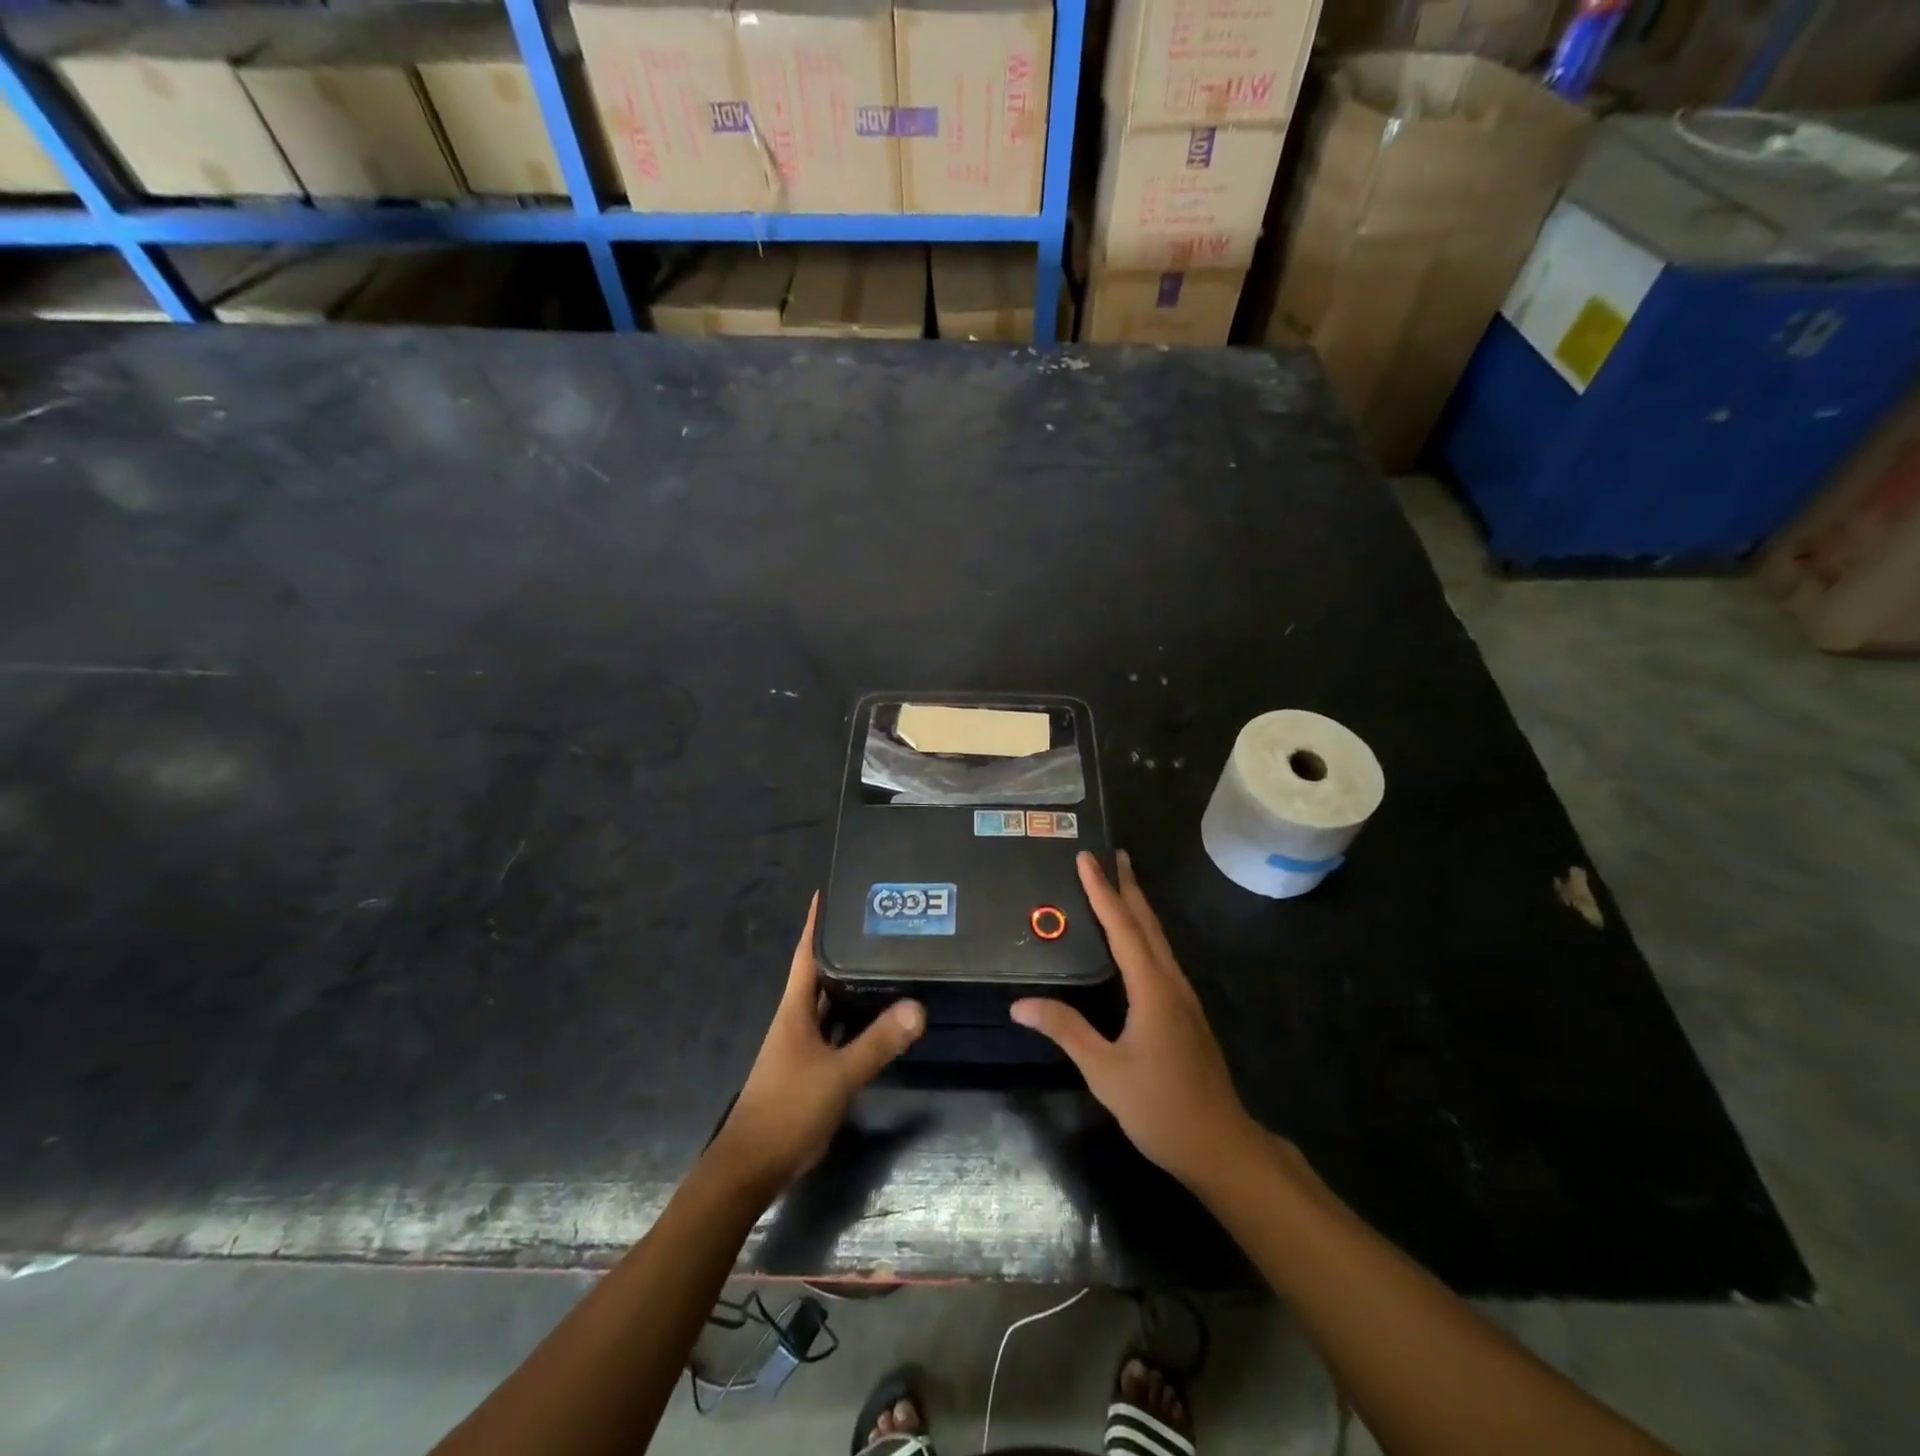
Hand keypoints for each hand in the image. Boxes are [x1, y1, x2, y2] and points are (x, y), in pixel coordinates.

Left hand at [710, 894, 924, 1201]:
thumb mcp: (838, 1075)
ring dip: (853, 987)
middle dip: (844, 950)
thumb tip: (918, 1007)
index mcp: (794, 1010)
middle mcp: (797, 1020)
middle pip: (821, 975)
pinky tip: (880, 1017)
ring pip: (831, 1006)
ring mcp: (803, 1046)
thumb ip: (878, 1043)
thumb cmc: (788, 1109)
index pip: (806, 954)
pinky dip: (856, 1022)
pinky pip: (838, 1033)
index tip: (828, 892)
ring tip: (887, 961)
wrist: (752, 1167)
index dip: (815, 923)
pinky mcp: (811, 1070)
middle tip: (878, 925)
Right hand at [1012, 851, 1258, 1190]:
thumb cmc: (1161, 1108)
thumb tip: (1020, 1004)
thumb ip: (1066, 1031)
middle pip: (1148, 924)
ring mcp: (1183, 998)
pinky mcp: (1186, 1014)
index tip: (1087, 858)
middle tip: (1113, 855)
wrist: (1222, 1146)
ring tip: (1122, 884)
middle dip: (1129, 887)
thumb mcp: (1105, 1072)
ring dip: (1139, 908)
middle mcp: (1171, 984)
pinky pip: (1162, 958)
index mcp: (1152, 989)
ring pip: (1159, 940)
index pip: (1123, 928)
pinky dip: (1145, 934)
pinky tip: (1136, 942)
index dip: (1102, 891)